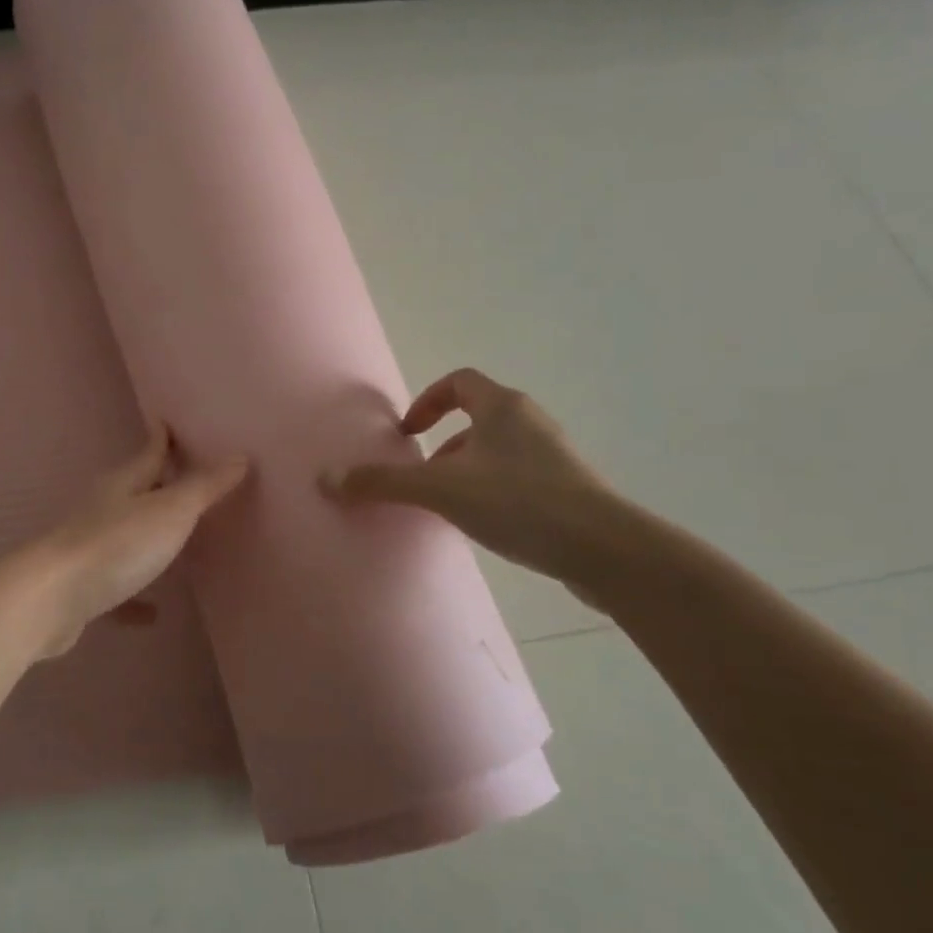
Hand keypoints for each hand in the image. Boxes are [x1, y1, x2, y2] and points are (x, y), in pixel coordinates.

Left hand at [21, 426, 248, 657]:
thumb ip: (204, 487)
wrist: (50, 599)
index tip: (168, 421)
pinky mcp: (85, 587)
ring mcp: (91, 548)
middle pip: (137, 491)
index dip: (163, 437)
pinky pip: (118, 587)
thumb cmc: (116, 545)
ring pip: (127, 536)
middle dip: (160, 485)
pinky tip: (153, 612)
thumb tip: (239, 456)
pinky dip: (136, 596)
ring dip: (149, 538)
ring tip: (178, 543)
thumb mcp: (170, 512)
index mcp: (124, 483)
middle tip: (188, 480)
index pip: (150, 452)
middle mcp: (104, 509)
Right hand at [323, 368, 630, 600]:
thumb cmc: (519, 503)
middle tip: (423, 474)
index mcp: (502, 407)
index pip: (458, 381)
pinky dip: (493, 492)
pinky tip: (485, 526)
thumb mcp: (441, 490)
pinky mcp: (570, 490)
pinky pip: (519, 478)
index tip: (408, 433)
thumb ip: (383, 483)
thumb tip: (325, 478)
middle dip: (443, 444)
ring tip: (449, 505)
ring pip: (498, 451)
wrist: (607, 551)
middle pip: (478, 417)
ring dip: (467, 470)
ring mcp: (555, 456)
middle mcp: (530, 422)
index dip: (427, 401)